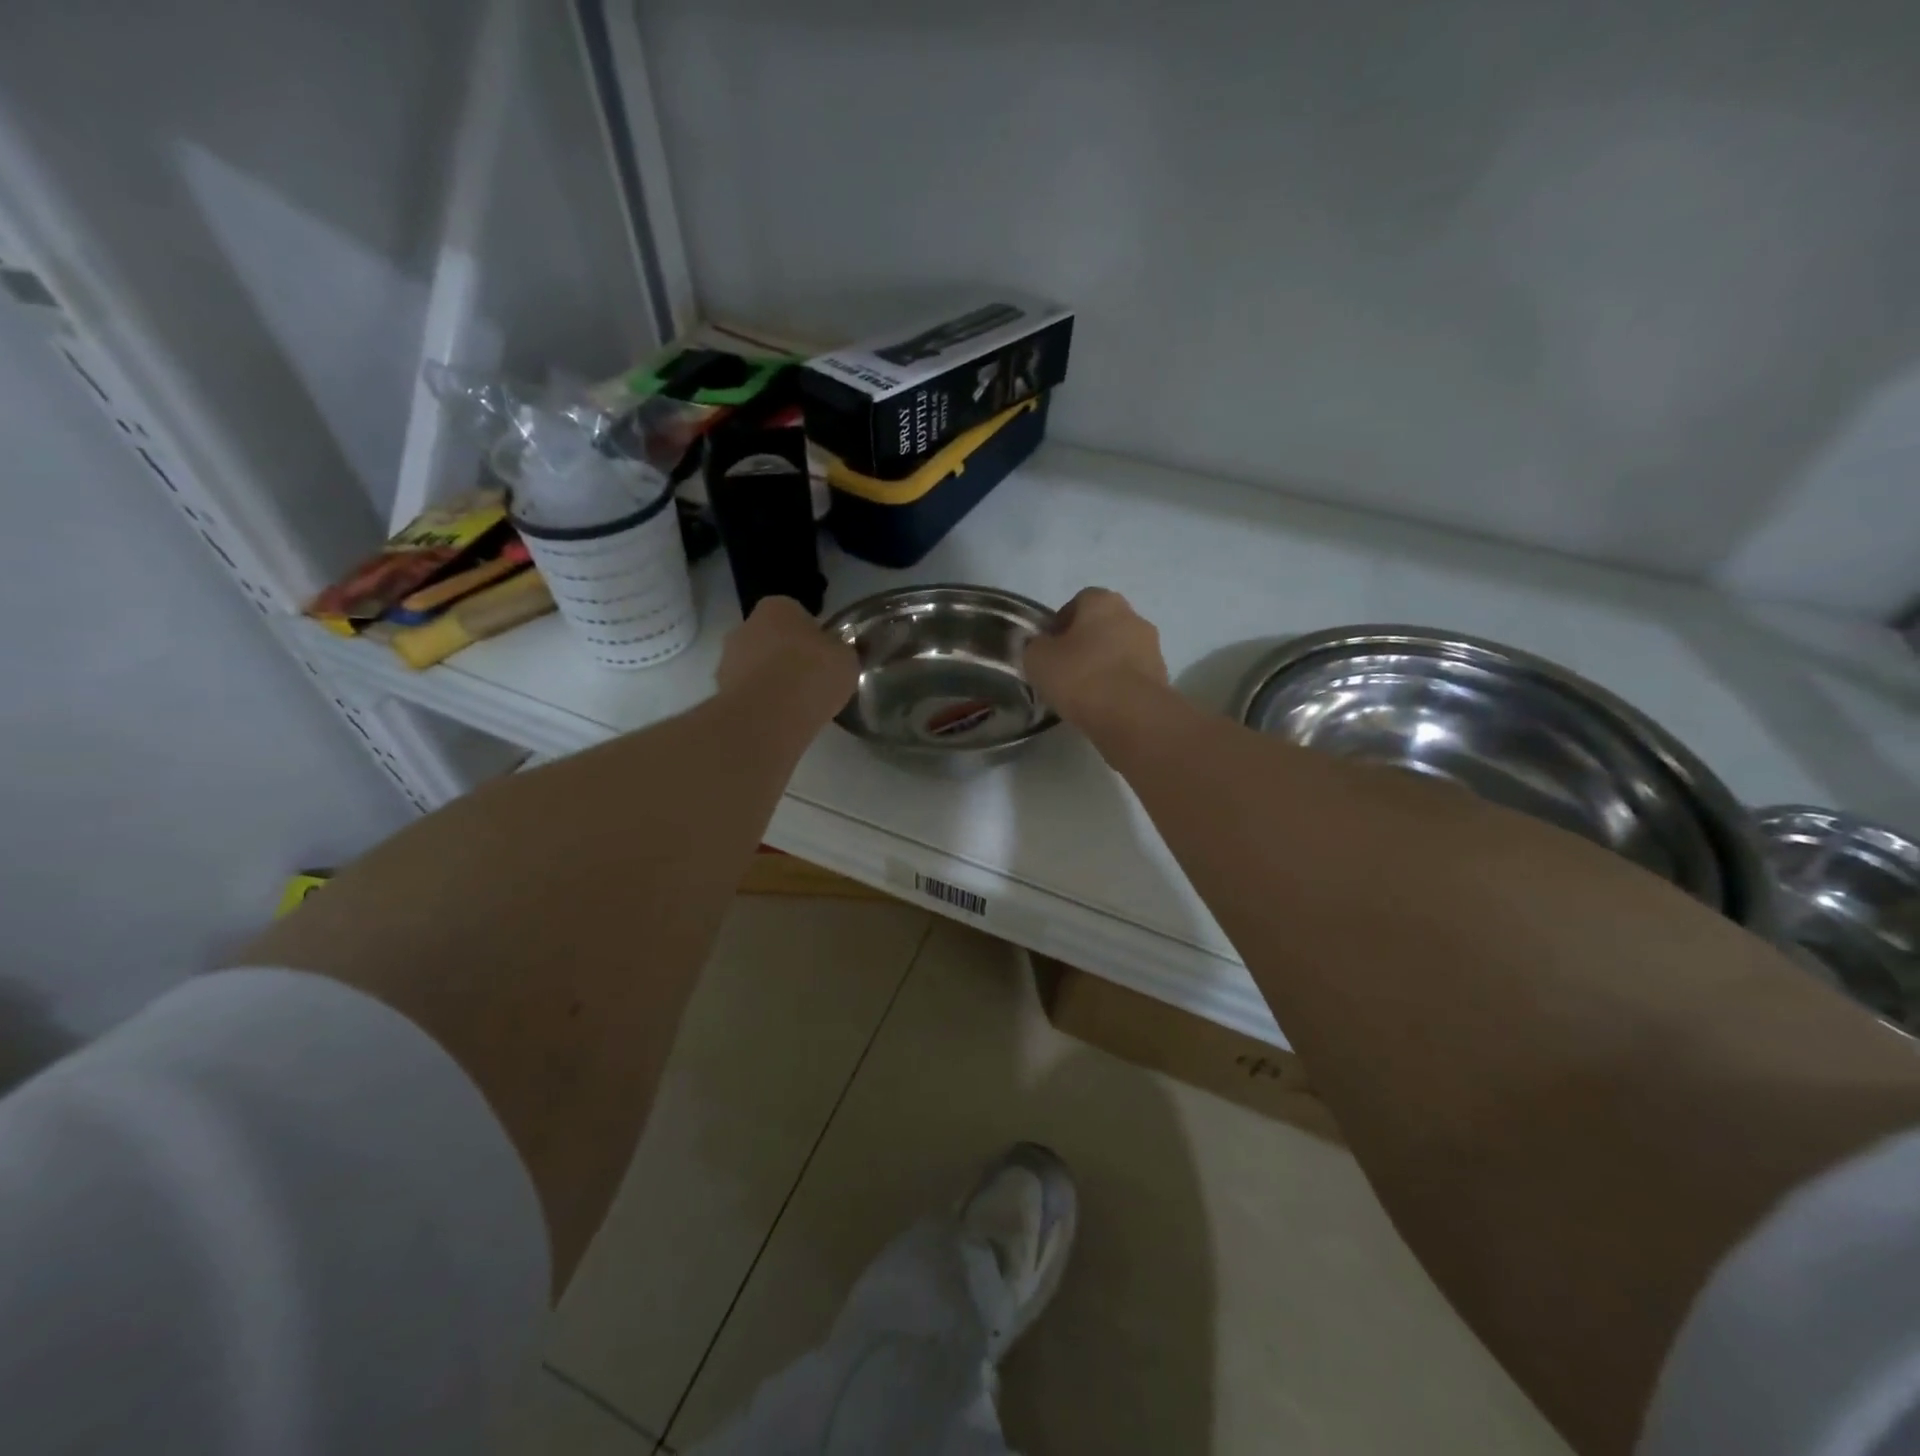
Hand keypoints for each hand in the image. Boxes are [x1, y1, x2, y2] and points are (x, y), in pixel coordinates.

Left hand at [716, 597, 857, 722]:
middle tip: (811, 681)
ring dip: (770, 680)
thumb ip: (842, 651)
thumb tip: (842, 651)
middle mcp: (745, 625)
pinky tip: (779, 719)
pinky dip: (760, 702)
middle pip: (771, 638)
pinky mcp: (720, 692)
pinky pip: (748, 693)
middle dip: (786, 656)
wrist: (769, 716)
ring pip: (756, 666)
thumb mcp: (847, 659)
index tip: (824, 657)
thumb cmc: (812, 674)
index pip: (796, 614)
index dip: (812, 635)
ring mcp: (728, 659)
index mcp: (776, 607)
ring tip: (795, 706)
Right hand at [1024, 587, 1167, 724]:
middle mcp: (1133, 616)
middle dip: (1085, 643)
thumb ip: (1034, 647)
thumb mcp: (1037, 659)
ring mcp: (1152, 647)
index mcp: (1103, 601)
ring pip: (1119, 651)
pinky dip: (1118, 686)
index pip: (1078, 601)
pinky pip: (1132, 676)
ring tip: (1084, 693)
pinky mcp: (1162, 677)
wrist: (1131, 715)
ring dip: (1104, 665)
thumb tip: (1040, 647)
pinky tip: (1103, 706)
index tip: (1049, 648)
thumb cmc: (1080, 676)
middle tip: (1065, 670)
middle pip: (1102, 625)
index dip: (1061, 623)